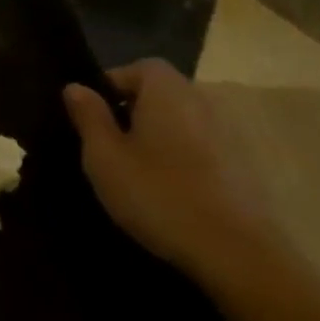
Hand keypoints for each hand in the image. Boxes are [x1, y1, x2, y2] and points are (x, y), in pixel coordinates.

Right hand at [63, 61, 274, 283]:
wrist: (237, 253)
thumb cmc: (158, 194)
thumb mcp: (104, 156)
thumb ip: (88, 116)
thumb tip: (76, 87)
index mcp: (167, 92)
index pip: (138, 67)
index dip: (110, 86)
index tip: (90, 117)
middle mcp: (202, 102)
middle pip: (161, 93)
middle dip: (131, 111)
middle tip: (106, 145)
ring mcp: (228, 134)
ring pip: (180, 121)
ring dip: (155, 136)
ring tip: (133, 170)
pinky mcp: (243, 166)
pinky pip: (199, 146)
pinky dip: (179, 157)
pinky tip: (166, 190)